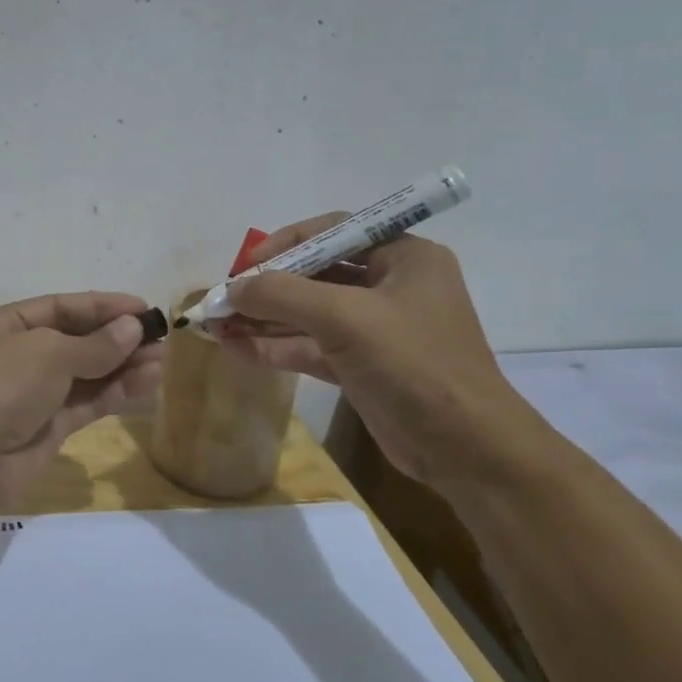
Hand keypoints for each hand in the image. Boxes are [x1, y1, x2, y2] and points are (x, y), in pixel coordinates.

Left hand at [0, 292, 165, 503]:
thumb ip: (94, 344)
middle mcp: (12, 357)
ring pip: (83, 375)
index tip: (142, 308)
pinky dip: (115, 393)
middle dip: (116, 338)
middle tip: (161, 336)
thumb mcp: (47, 352)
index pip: (57, 308)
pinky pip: (85, 404)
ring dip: (122, 366)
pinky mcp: (45, 430)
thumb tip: (133, 329)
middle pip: (73, 341)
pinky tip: (148, 383)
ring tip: (164, 359)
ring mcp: (29, 396)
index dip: (101, 306)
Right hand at [219, 217, 540, 486]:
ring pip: (309, 314)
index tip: (248, 263)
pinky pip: (312, 347)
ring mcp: (377, 330)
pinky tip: (236, 349)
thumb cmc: (414, 364)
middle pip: (317, 274)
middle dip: (268, 287)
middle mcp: (391, 286)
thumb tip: (231, 289)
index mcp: (404, 257)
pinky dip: (276, 346)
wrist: (465, 449)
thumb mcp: (346, 318)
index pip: (336, 231)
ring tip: (215, 324)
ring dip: (264, 319)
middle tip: (223, 298)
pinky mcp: (363, 367)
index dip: (288, 242)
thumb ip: (283, 295)